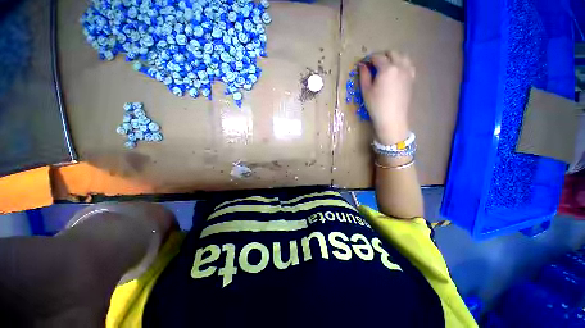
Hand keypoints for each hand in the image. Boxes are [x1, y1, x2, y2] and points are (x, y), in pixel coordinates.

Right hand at [359, 51, 415, 144]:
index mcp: (387, 68)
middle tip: (373, 65)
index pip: (377, 57)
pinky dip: (401, 64)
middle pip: (391, 53)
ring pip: (402, 56)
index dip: (369, 59)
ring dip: (393, 58)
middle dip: (381, 56)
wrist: (392, 118)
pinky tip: (396, 72)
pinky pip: (408, 65)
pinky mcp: (412, 78)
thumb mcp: (366, 91)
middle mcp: (400, 66)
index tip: (363, 64)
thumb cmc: (376, 105)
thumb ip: (364, 76)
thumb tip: (362, 66)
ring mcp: (408, 71)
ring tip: (385, 67)